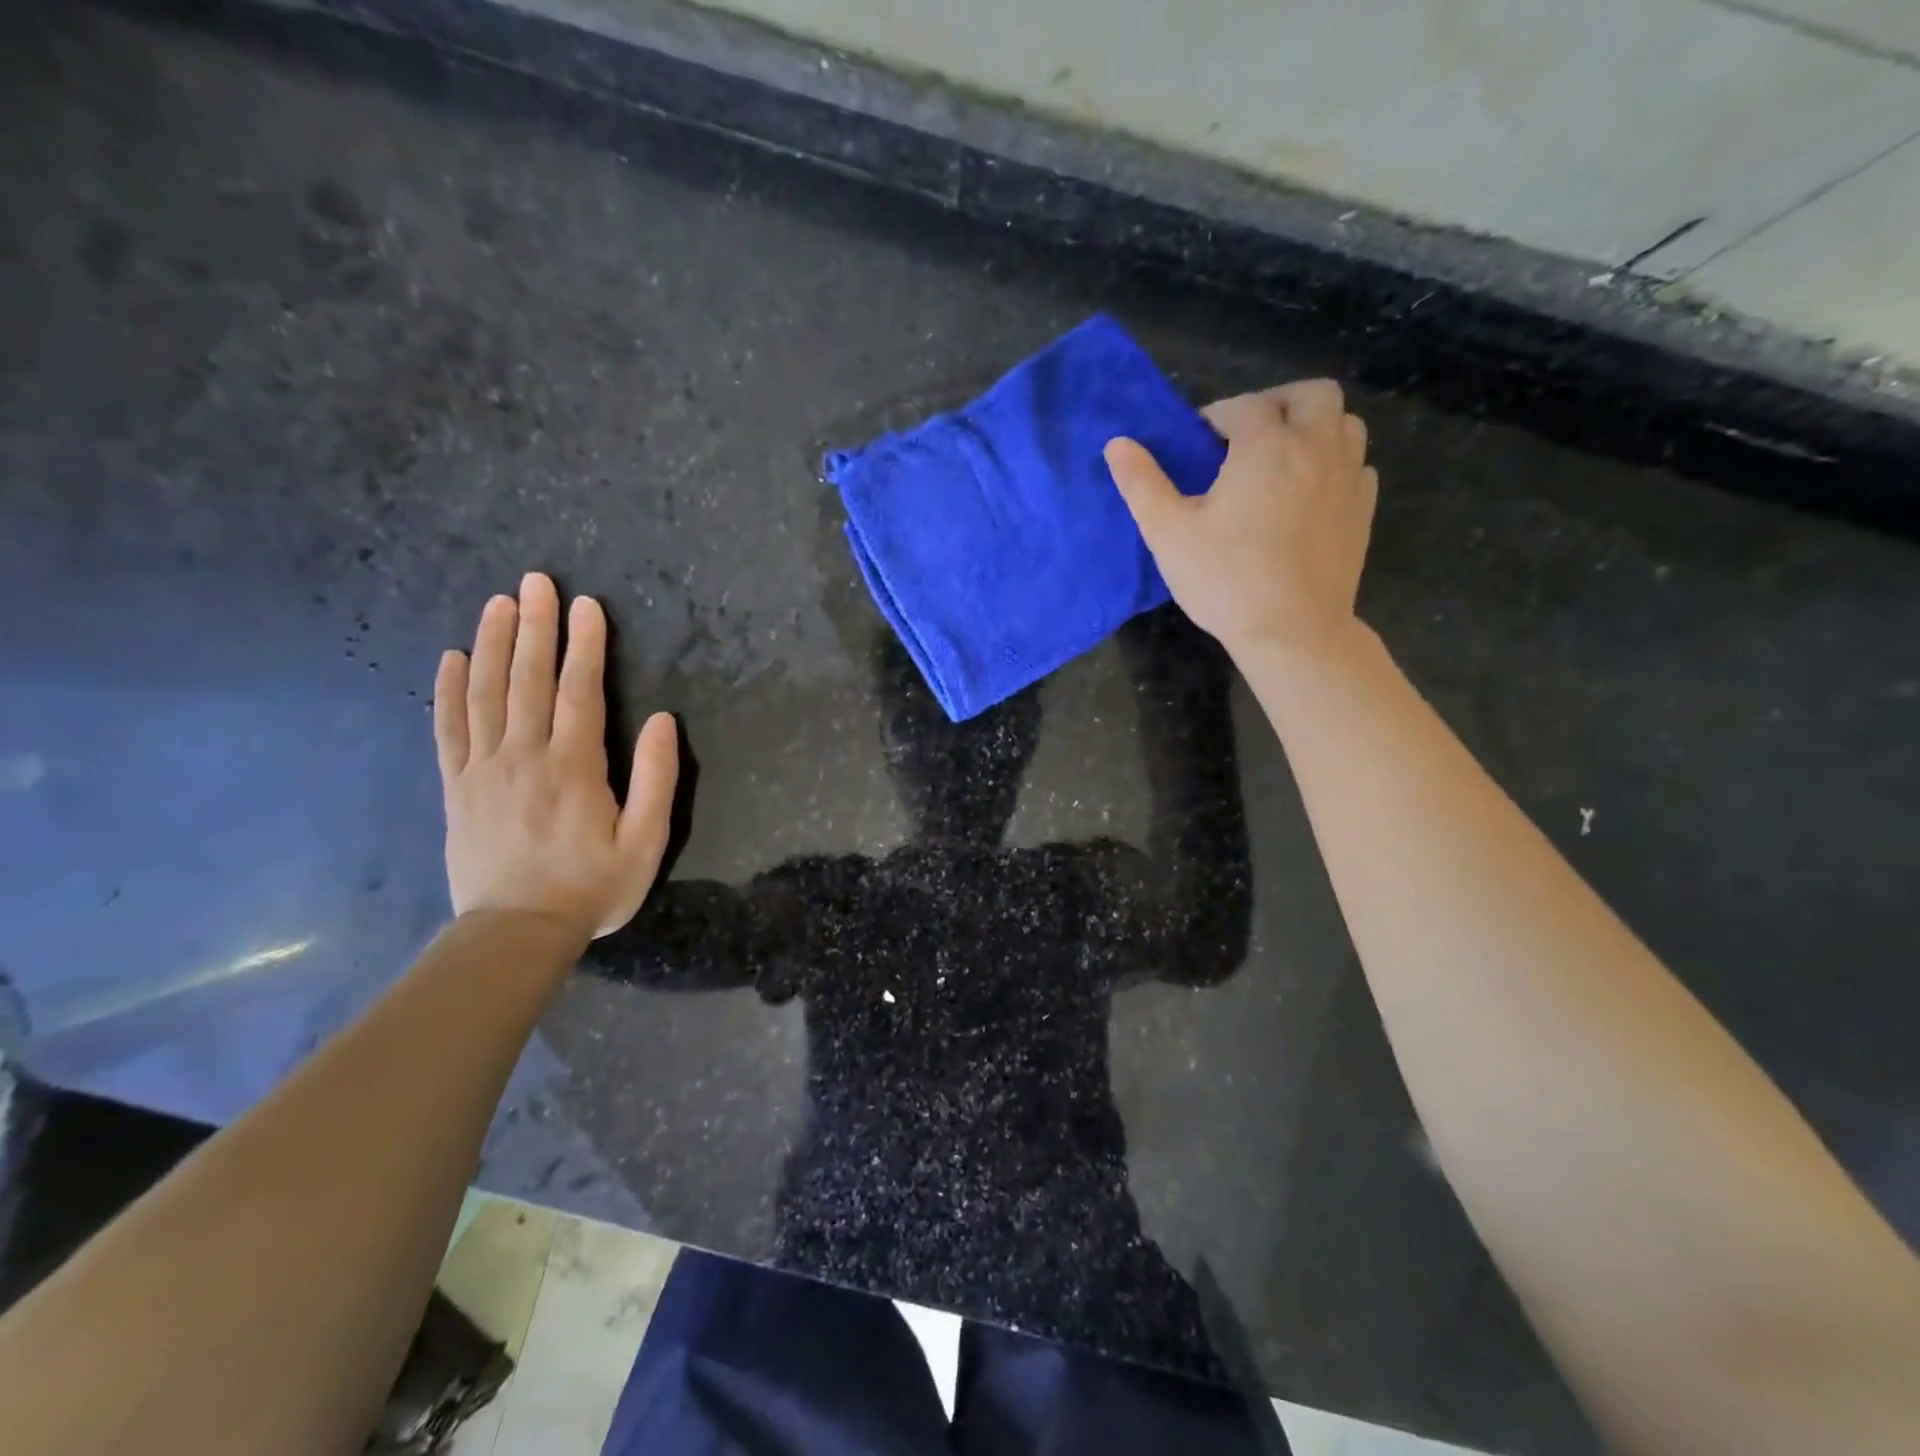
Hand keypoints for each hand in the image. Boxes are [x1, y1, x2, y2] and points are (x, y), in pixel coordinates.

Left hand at [434, 572, 678, 940]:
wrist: (516, 933)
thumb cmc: (592, 887)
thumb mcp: (646, 841)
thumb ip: (655, 779)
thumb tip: (659, 720)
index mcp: (573, 767)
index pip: (579, 691)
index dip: (584, 645)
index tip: (586, 606)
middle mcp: (524, 756)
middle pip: (529, 680)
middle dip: (536, 627)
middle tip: (535, 582)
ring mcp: (483, 769)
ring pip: (486, 694)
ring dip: (493, 644)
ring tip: (498, 604)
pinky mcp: (457, 788)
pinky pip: (448, 729)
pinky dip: (449, 691)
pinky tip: (452, 658)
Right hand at [1105, 379, 1377, 660]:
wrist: (1292, 631)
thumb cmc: (1225, 579)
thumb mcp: (1168, 533)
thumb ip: (1142, 483)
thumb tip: (1117, 444)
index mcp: (1266, 445)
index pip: (1242, 407)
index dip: (1215, 418)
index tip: (1197, 445)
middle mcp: (1316, 448)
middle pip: (1312, 395)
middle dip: (1278, 404)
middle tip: (1248, 437)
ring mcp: (1347, 478)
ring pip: (1345, 424)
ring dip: (1314, 428)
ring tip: (1282, 460)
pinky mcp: (1363, 511)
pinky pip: (1358, 466)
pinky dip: (1335, 465)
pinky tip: (1309, 493)